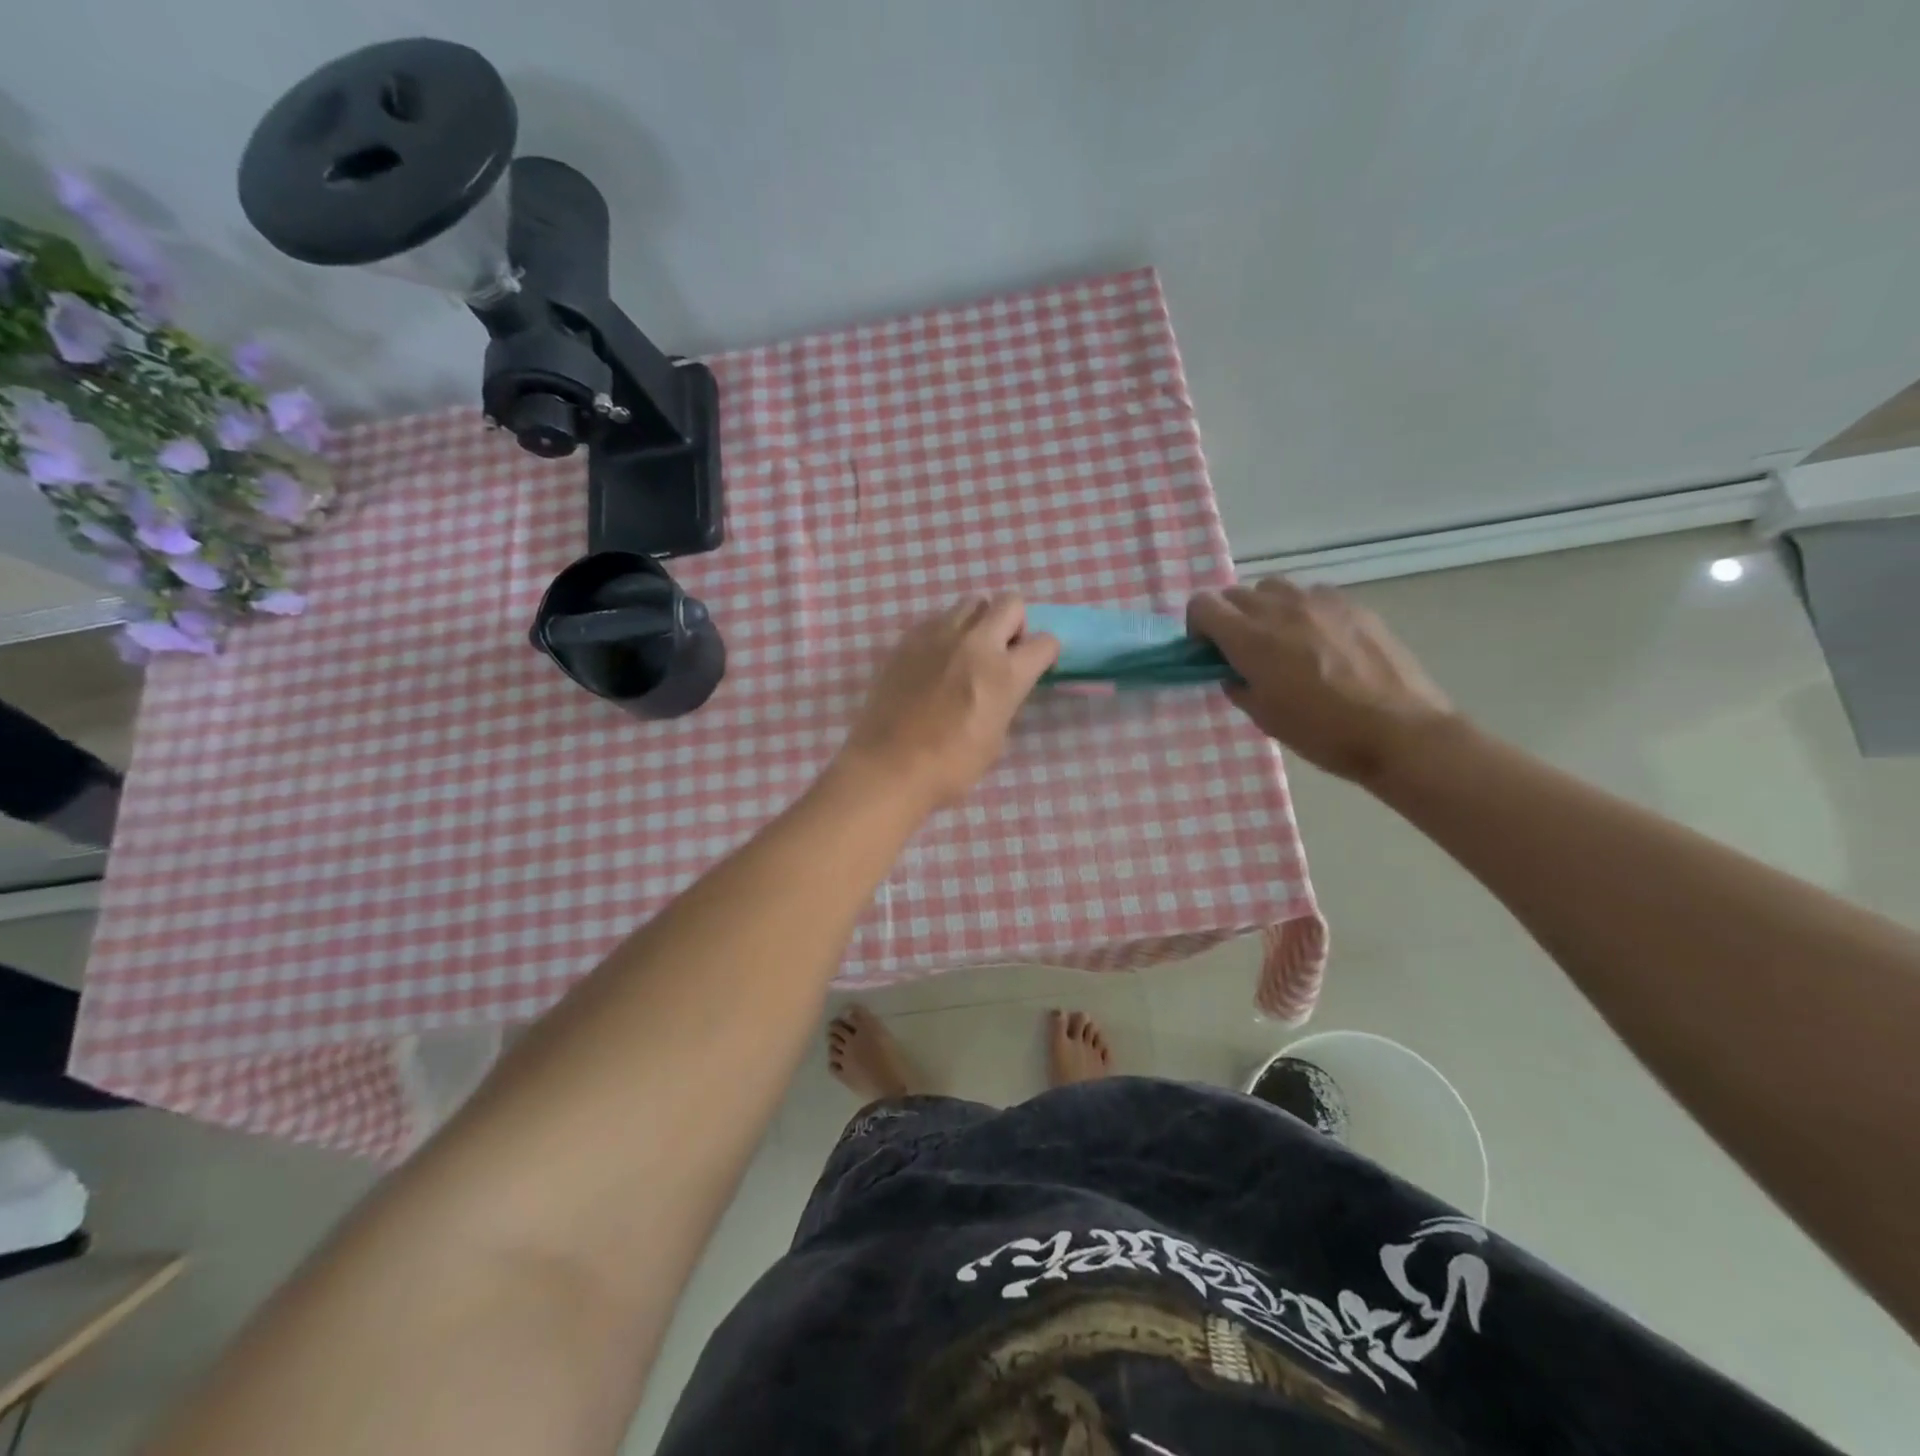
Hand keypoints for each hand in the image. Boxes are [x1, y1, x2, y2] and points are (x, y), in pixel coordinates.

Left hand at [838, 594, 1059, 811]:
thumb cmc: (950, 766)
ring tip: (966, 654)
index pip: (1045, 641)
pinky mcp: (908, 639)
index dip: (1045, 654)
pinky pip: (937, 620)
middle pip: (1010, 603)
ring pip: (971, 604)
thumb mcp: (996, 739)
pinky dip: (946, 633)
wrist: (888, 767)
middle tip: (1003, 651)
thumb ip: (1005, 702)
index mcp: (1004, 674)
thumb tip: (1001, 688)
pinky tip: (936, 662)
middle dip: (1015, 624)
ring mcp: (938, 636)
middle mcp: (975, 643)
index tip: (1036, 667)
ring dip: (979, 623)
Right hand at [1188, 578, 1455, 785]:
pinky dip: (1302, 610)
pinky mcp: (1352, 605)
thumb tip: (1234, 672)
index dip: (1197, 626)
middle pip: (1235, 594)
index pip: (1202, 605)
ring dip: (1264, 609)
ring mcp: (1319, 602)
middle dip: (1229, 619)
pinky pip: (1312, 595)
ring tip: (1281, 640)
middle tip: (1243, 652)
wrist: (1399, 731)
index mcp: (1251, 639)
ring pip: (1273, 588)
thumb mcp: (1265, 718)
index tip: (1209, 652)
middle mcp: (1280, 609)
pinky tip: (1320, 640)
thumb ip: (1239, 685)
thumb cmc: (1323, 733)